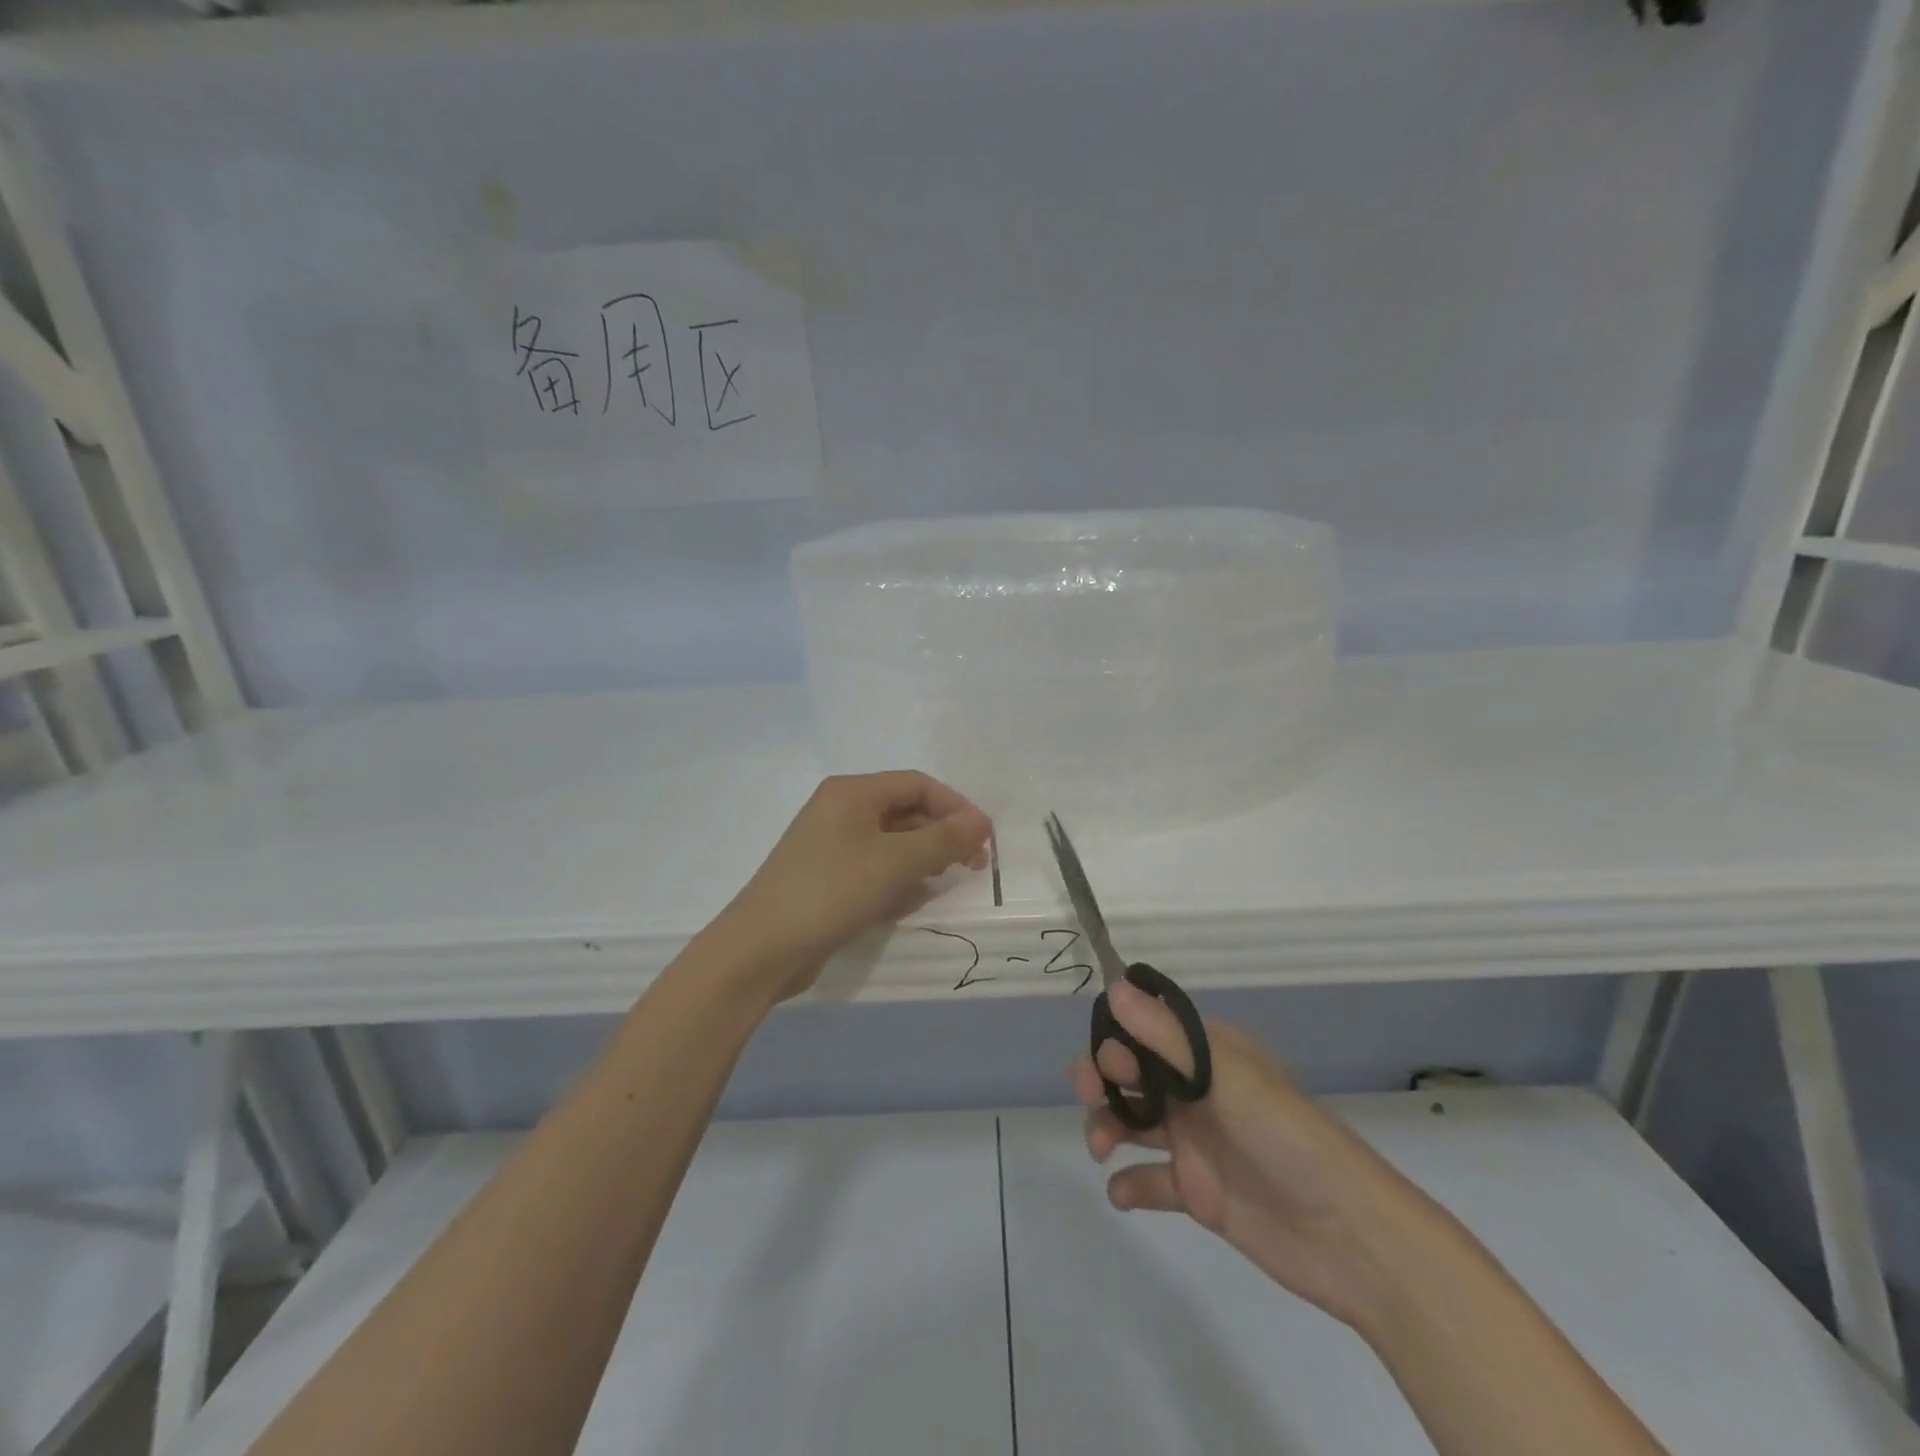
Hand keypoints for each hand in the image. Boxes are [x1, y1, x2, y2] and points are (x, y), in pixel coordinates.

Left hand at [714, 771, 992, 1000]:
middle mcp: (840, 811)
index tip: (985, 838)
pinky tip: (911, 902)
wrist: (762, 949)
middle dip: (941, 835)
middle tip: (973, 864)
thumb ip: (943, 839)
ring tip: (945, 883)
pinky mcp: (827, 880)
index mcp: (851, 792)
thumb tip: (981, 822)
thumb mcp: (895, 862)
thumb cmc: (832, 891)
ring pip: (891, 843)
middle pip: (905, 812)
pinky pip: (874, 870)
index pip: (917, 784)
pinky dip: (897, 881)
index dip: (956, 806)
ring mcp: (831, 847)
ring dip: (922, 860)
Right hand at [1074, 982, 1429, 1331]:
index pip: (1146, 1029)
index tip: (1107, 1062)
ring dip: (1107, 1126)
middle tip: (1089, 1098)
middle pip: (1131, 1073)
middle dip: (1101, 1079)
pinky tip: (1122, 1192)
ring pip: (1133, 1121)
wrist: (1351, 1238)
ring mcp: (1196, 1140)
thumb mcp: (1227, 1078)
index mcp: (1207, 1054)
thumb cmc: (1288, 1138)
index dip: (1116, 1038)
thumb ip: (1166, 1036)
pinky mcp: (1198, 1191)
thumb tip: (1114, 987)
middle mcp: (1196, 1090)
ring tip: (1101, 1150)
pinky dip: (1129, 1184)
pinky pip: (1150, 1180)